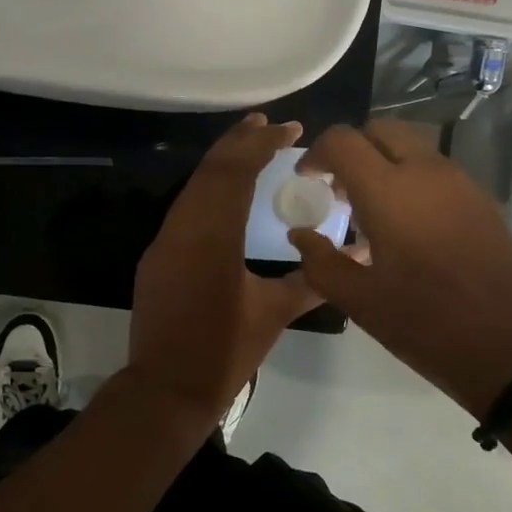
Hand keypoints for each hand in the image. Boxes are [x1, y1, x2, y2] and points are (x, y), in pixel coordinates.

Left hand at [125, 113, 322, 432]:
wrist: (166, 388)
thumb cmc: (224, 352)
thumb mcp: (273, 314)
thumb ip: (311, 280)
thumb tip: (354, 259)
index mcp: (214, 237)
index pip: (236, 173)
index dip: (261, 144)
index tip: (290, 128)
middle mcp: (184, 228)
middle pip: (210, 170)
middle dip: (239, 141)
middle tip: (268, 123)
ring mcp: (164, 241)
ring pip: (193, 186)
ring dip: (221, 162)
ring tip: (249, 145)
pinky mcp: (157, 256)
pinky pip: (185, 207)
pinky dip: (208, 189)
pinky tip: (225, 192)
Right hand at [288, 120, 511, 417]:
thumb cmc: (429, 324)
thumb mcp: (362, 302)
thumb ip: (321, 263)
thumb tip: (300, 235)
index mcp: (389, 191)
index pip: (342, 141)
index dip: (316, 153)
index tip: (307, 180)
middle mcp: (425, 172)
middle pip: (379, 130)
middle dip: (351, 149)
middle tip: (338, 189)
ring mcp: (459, 182)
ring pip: (411, 146)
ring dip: (382, 162)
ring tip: (369, 210)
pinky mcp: (481, 199)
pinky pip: (435, 169)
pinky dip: (410, 177)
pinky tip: (406, 226)